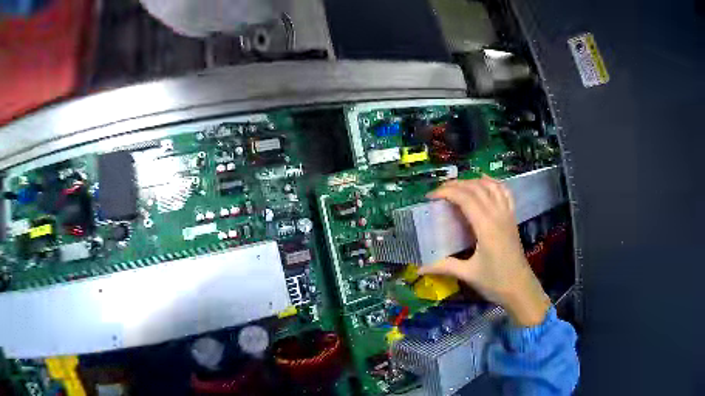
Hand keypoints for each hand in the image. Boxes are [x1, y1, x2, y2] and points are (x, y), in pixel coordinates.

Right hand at [418, 175, 550, 326]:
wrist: (520, 289)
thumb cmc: (495, 282)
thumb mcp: (468, 274)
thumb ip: (443, 266)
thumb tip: (419, 268)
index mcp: (486, 227)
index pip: (465, 198)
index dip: (446, 192)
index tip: (430, 197)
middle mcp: (497, 215)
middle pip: (476, 188)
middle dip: (455, 184)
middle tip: (438, 192)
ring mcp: (507, 215)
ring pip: (491, 187)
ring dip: (473, 181)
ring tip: (457, 186)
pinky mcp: (512, 219)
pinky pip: (505, 193)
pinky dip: (494, 183)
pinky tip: (485, 182)